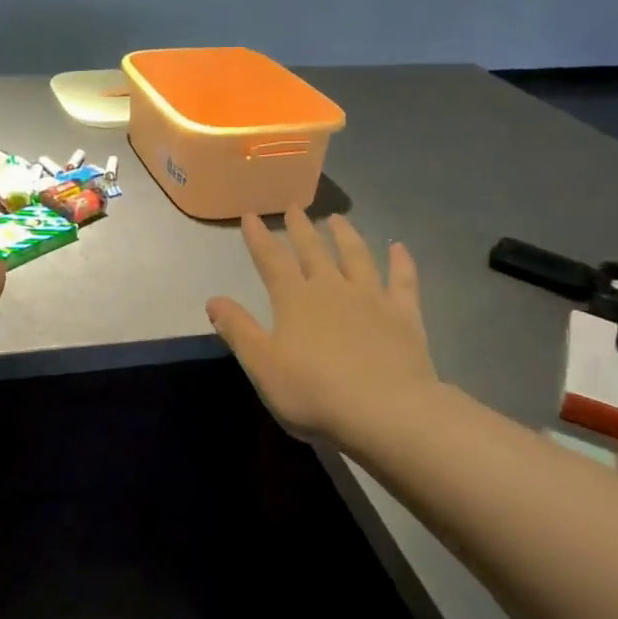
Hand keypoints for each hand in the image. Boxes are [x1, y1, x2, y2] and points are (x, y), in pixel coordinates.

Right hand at [206, 210, 439, 441]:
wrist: (386, 411)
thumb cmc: (314, 392)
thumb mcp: (262, 365)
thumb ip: (238, 329)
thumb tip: (213, 299)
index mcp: (295, 299)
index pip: (271, 260)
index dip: (259, 237)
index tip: (251, 215)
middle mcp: (332, 288)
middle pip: (313, 250)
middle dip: (300, 228)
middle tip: (294, 207)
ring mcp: (372, 298)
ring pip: (357, 256)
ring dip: (346, 235)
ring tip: (338, 219)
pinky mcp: (404, 315)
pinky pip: (403, 280)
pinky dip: (401, 262)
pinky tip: (399, 248)